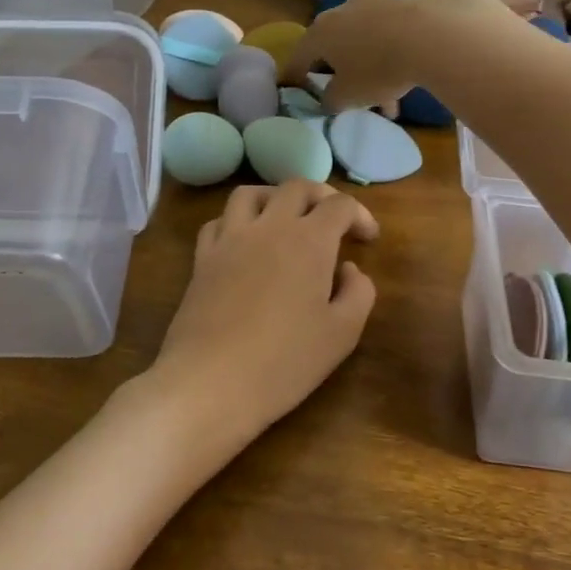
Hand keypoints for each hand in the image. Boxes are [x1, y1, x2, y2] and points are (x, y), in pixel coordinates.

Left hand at [142, 181, 378, 458]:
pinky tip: (245, 242)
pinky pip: (219, 221)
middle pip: (296, 187)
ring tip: (286, 219)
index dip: (360, 215)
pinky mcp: (202, 258)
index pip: (340, 205)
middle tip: (334, 221)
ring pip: (251, 193)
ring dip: (275, 197)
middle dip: (321, 196)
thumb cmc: (284, 361)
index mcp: (309, 240)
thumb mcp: (342, 334)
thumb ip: (358, 293)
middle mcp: (269, 226)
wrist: (210, 381)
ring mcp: (230, 239)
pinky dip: (237, 221)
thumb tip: (348, 269)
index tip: (368, 239)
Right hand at [285, 0, 510, 111]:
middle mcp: (340, 12)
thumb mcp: (348, 96)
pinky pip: (385, 36)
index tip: (297, 90)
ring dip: (367, 70)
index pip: (298, 58)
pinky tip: (404, 81)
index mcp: (319, 33)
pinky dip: (388, 58)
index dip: (295, 78)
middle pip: (331, 46)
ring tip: (384, 100)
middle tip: (343, 94)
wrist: (430, 34)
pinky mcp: (399, 3)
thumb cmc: (377, 68)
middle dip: (337, 73)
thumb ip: (330, 100)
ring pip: (362, 42)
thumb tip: (328, 98)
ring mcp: (371, 4)